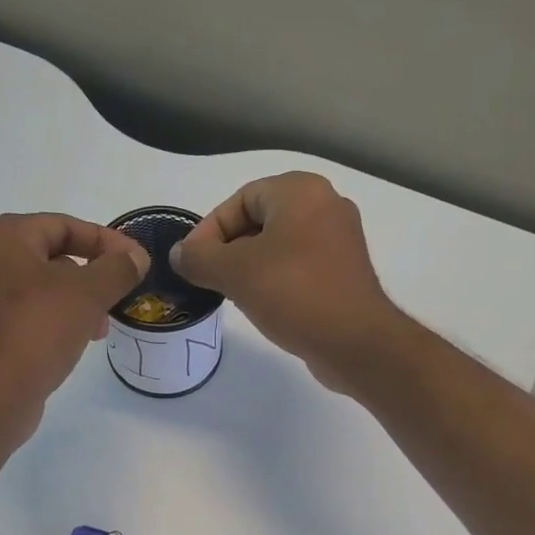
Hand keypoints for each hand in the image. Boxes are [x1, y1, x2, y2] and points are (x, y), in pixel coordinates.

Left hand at [0, 212, 148, 436]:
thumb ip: (117, 269)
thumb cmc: (37, 330)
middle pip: (50, 255)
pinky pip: (27, 315)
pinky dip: (55, 321)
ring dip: (76, 302)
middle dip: (91, 275)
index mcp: (1, 237)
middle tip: (118, 296)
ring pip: (40, 288)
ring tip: (100, 327)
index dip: (105, 240)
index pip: (62, 225)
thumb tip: (136, 257)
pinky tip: (75, 342)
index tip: (136, 262)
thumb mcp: (87, 294)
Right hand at [171, 172, 406, 392]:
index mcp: (301, 191)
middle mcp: (325, 206)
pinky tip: (265, 307)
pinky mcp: (345, 274)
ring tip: (234, 296)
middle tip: (210, 280)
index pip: (240, 199)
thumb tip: (179, 255)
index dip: (210, 230)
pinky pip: (299, 269)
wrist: (354, 342)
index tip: (193, 264)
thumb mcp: (235, 273)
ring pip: (280, 247)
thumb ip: (200, 259)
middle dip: (229, 250)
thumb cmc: (294, 294)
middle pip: (260, 221)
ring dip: (251, 269)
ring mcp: (340, 242)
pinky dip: (277, 282)